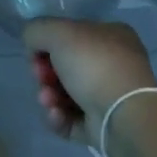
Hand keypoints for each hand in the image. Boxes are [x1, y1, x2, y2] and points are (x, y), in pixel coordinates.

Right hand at [23, 19, 156, 145]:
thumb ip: (37, 30)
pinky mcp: (102, 126)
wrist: (124, 117)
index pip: (72, 35)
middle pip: (65, 66)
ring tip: (47, 100)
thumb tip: (32, 43)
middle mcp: (113, 64)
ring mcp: (109, 97)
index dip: (48, 42)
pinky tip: (55, 114)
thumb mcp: (58, 31)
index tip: (35, 52)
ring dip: (48, 95)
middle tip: (40, 77)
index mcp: (111, 35)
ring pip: (66, 93)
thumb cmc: (94, 64)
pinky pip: (71, 119)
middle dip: (45, 73)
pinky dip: (58, 117)